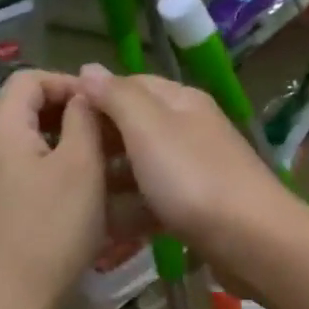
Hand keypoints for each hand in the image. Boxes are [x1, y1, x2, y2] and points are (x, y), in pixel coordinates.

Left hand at [0, 70, 104, 308]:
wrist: (7, 301)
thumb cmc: (51, 229)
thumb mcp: (81, 167)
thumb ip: (84, 119)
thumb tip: (86, 93)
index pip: (31, 78)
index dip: (70, 83)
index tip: (106, 107)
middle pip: (25, 108)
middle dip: (70, 115)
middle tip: (110, 136)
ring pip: (25, 141)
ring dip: (63, 143)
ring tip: (102, 164)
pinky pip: (18, 168)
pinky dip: (48, 168)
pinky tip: (77, 193)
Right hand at [76, 64, 302, 274]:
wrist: (253, 241)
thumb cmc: (193, 178)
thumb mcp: (148, 128)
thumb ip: (117, 97)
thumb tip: (88, 68)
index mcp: (181, 101)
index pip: (129, 84)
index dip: (93, 97)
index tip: (55, 119)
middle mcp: (190, 129)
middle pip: (136, 127)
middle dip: (100, 142)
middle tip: (60, 162)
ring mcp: (196, 170)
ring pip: (144, 167)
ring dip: (113, 179)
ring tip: (76, 196)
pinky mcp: (198, 208)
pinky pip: (156, 201)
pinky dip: (133, 210)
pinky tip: (107, 225)